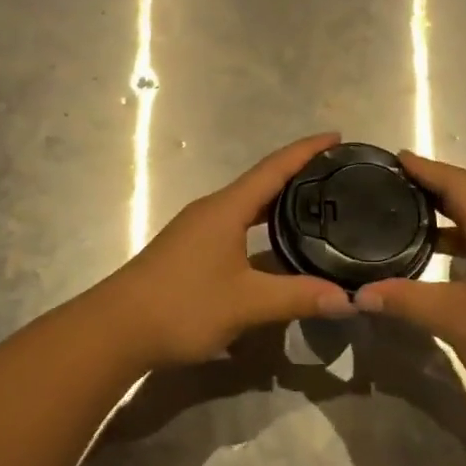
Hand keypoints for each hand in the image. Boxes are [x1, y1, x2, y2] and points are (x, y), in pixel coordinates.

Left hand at [91, 132, 356, 368]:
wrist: (116, 329)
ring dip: (279, 201)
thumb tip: (350, 299)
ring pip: (247, 205)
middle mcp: (212, 209)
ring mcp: (198, 228)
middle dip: (298, 174)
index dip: (306, 150)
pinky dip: (262, 224)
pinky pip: (236, 224)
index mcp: (226, 208)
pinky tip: (275, 245)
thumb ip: (297, 297)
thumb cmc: (182, 305)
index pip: (274, 168)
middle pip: (262, 182)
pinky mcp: (190, 249)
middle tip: (336, 175)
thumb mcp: (246, 303)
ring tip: (315, 205)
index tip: (336, 136)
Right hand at [358, 151, 465, 423]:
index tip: (397, 158)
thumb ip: (404, 299)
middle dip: (436, 193)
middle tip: (399, 190)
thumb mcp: (452, 319)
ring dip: (455, 222)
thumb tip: (360, 295)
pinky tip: (454, 264)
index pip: (457, 182)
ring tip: (418, 227)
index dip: (425, 168)